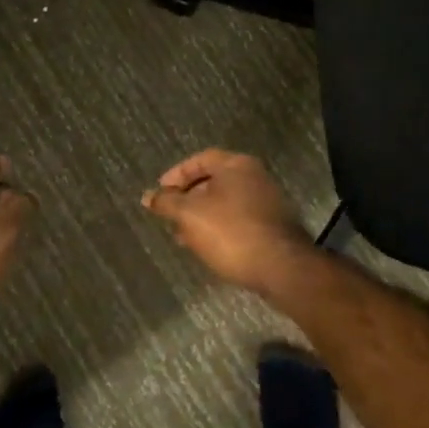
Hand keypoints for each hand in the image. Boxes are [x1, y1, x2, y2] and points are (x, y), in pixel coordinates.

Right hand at [142, 149, 313, 294]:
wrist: (281, 267)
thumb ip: (167, 202)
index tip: (160, 192)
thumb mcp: (190, 215)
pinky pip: (239, 218)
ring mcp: (268, 200)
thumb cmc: (231, 232)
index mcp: (236, 165)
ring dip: (202, 215)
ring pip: (226, 202)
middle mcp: (255, 176)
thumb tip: (148, 196)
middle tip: (170, 215)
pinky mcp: (273, 225)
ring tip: (183, 236)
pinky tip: (208, 246)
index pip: (201, 159)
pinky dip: (220, 226)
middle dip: (188, 197)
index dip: (177, 174)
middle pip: (214, 180)